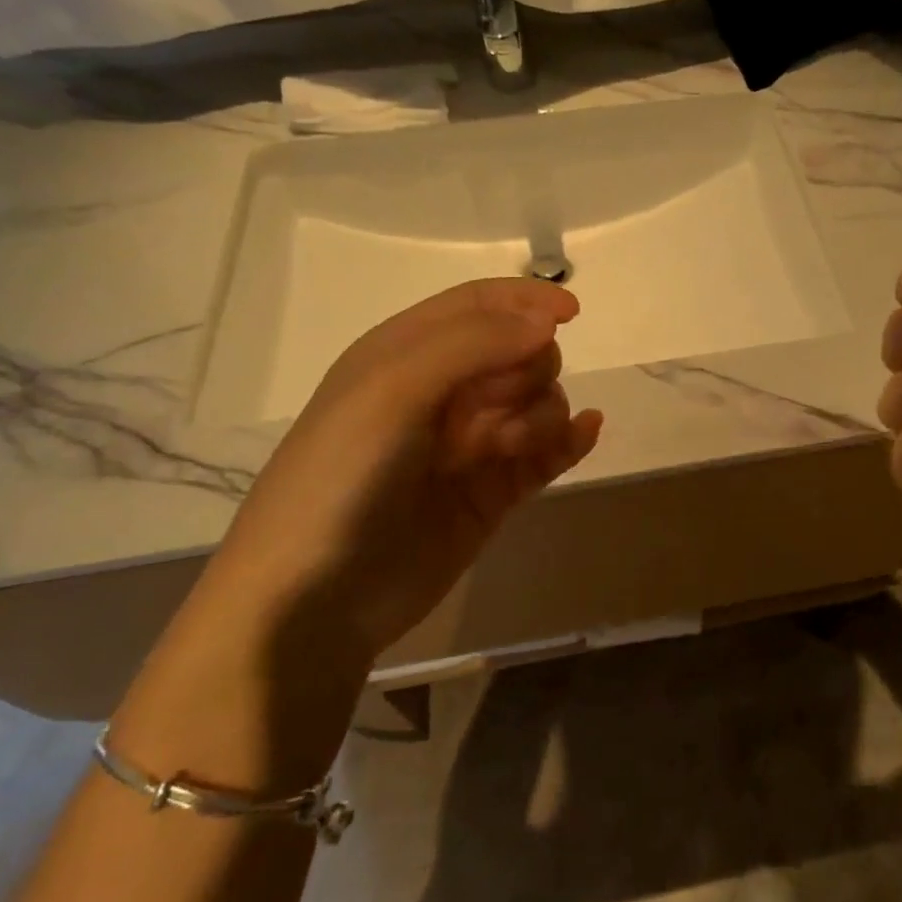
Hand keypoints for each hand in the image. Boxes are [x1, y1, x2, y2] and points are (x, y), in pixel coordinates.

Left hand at [206, 278, 601, 650]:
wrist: (316, 600)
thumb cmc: (342, 478)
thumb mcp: (391, 392)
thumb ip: (472, 345)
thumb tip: (548, 322)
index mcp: (406, 353)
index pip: (478, 305)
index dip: (526, 301)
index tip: (573, 313)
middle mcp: (441, 392)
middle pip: (518, 353)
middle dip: (526, 371)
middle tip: (496, 410)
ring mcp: (470, 445)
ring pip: (537, 402)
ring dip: (540, 415)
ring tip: (508, 449)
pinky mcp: (491, 492)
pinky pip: (547, 453)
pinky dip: (569, 440)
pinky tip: (585, 434)